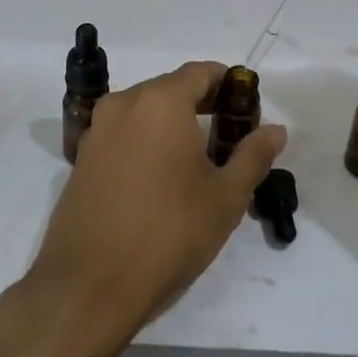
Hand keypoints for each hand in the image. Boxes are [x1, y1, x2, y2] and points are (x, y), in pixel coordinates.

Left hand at [25, 61, 286, 347]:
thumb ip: (253, 155)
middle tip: (230, 139)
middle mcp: (124, 103)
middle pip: (171, 88)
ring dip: (173, 123)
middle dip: (203, 105)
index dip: (229, 85)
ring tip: (198, 162)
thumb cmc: (168, 233)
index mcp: (160, 101)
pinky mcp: (82, 157)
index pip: (201, 72)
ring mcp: (97, 129)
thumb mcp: (225, 197)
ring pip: (145, 111)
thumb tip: (275, 129)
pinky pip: (123, 133)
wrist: (89, 284)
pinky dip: (146, 141)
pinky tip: (161, 179)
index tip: (247, 110)